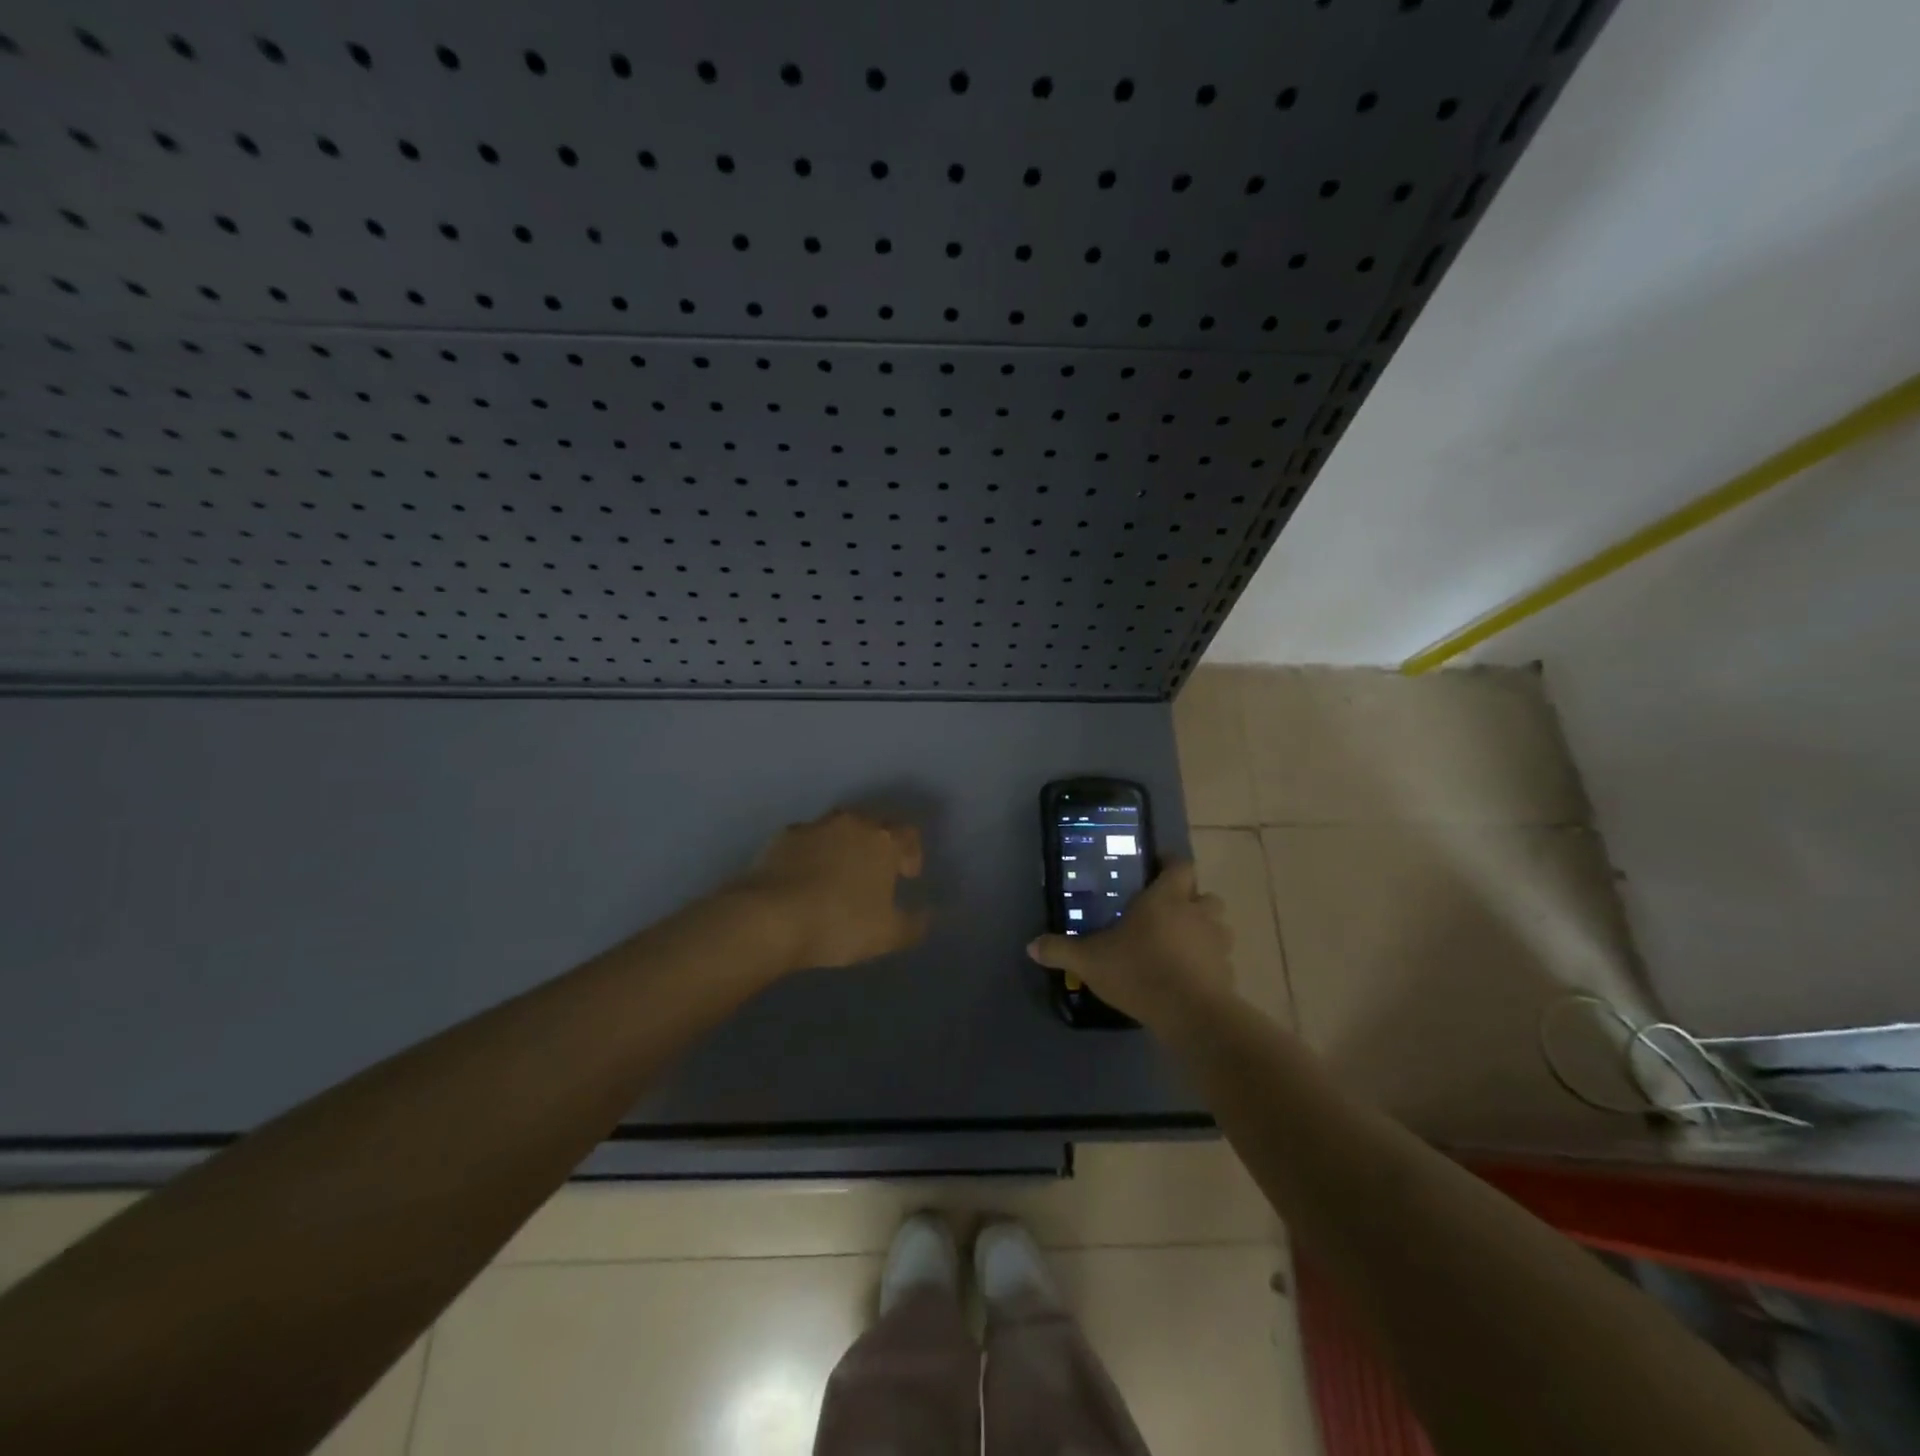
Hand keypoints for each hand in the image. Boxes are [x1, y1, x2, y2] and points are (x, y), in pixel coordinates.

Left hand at [731, 809, 929, 970]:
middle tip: (875, 874)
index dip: (912, 853)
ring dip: (842, 847)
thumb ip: (914, 924)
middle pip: (872, 825)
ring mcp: (813, 827)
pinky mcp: (780, 838)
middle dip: (877, 846)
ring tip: (838, 876)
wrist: (770, 917)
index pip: (908, 834)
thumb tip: (927, 915)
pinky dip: (810, 855)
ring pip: (836, 830)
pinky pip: (805, 841)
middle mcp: (850, 823)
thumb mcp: (888, 935)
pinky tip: (805, 879)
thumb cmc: (840, 922)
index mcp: (882, 839)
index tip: (907, 876)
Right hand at [1026, 861, 1234, 1026]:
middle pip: (1205, 895)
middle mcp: (1198, 913)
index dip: (1170, 864)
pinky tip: (1187, 979)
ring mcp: (1218, 944)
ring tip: (1179, 947)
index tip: (1157, 869)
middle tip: (1166, 913)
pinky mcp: (1228, 974)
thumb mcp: (1090, 960)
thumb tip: (1031, 946)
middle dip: (1190, 901)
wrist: (1191, 1015)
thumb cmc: (1139, 971)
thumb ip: (1061, 950)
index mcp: (1167, 898)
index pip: (1179, 865)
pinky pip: (1220, 961)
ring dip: (1203, 932)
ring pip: (1217, 927)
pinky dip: (1208, 965)